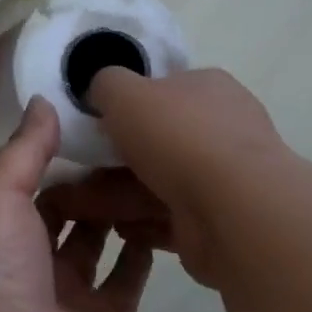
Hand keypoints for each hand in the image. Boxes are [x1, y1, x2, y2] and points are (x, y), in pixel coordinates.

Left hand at [0, 97, 151, 311]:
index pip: (27, 186)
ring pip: (97, 244)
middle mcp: (27, 265)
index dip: (55, 157)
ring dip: (117, 212)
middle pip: (63, 215)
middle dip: (90, 184)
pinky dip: (141, 252)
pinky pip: (127, 281)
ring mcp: (68, 298)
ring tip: (151, 171)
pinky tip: (162, 216)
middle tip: (131, 145)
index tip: (93, 123)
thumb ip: (22, 149)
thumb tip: (42, 102)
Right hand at [46, 68, 286, 288]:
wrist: (234, 211)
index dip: (126, 105)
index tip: (94, 123)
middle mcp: (220, 129)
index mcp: (207, 88)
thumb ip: (105, 83)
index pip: (162, 90)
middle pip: (155, 140)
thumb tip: (101, 89)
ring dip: (117, 194)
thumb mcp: (124, 91)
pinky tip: (116, 228)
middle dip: (112, 158)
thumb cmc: (179, 137)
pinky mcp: (216, 222)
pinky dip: (140, 223)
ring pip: (156, 182)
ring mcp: (222, 179)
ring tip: (77, 207)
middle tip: (76, 171)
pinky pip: (168, 218)